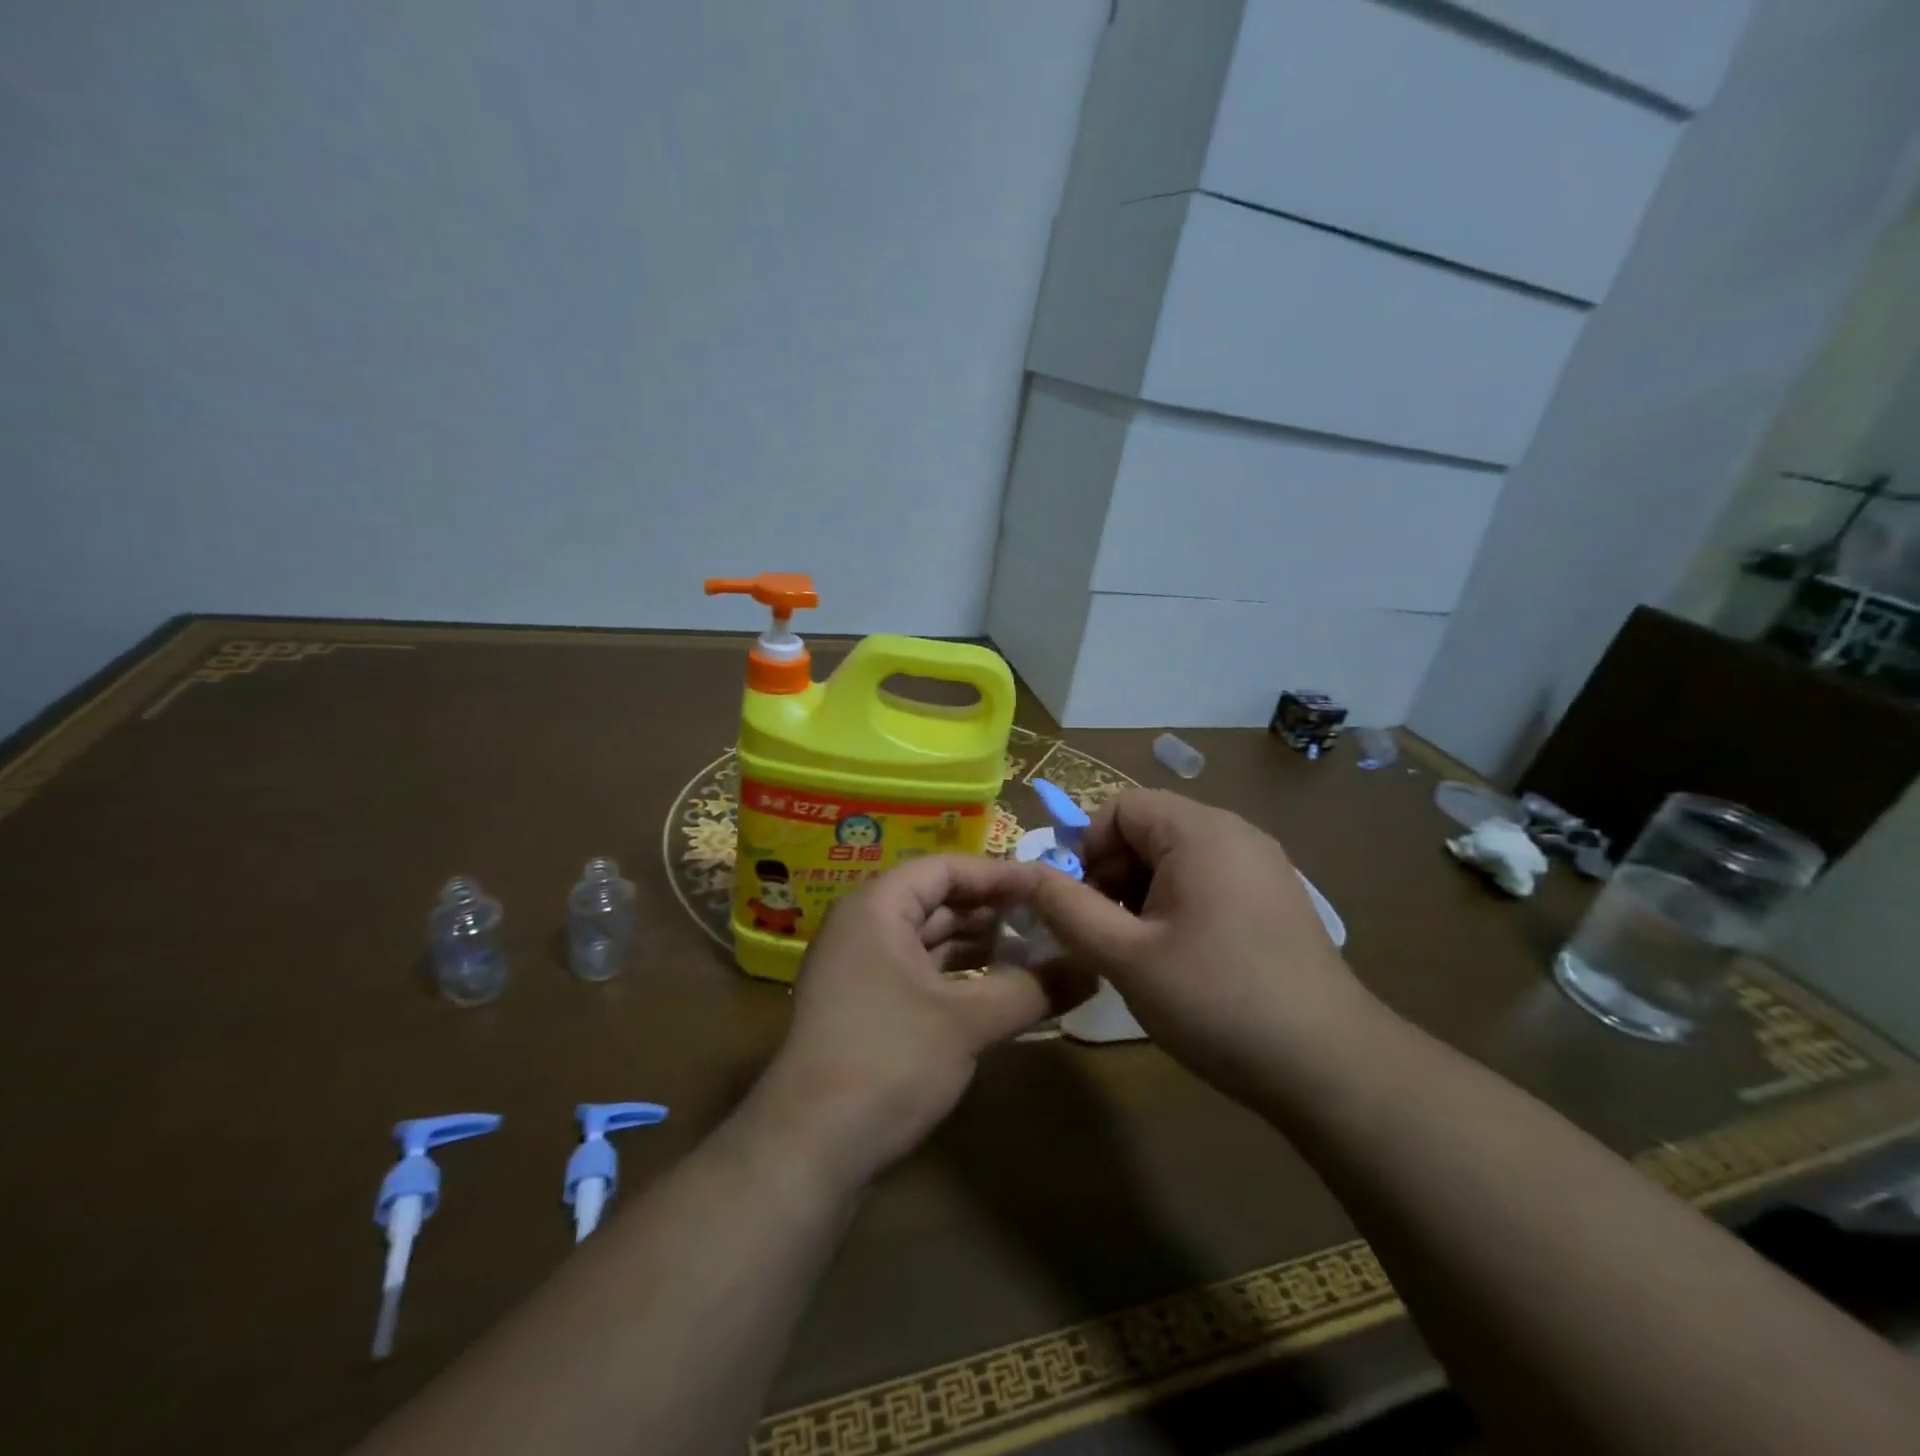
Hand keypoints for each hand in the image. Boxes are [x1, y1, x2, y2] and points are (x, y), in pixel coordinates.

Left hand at [752, 855, 1090, 1191]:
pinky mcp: (864, 1007)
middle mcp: (862, 927)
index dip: (998, 874)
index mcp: (876, 907)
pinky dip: (957, 975)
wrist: (810, 1149)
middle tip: (1047, 920)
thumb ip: (1033, 989)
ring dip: (977, 945)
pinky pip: (918, 972)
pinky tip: (996, 989)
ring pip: (927, 939)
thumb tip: (1093, 969)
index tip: (1048, 886)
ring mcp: (859, 969)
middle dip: (991, 910)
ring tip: (1032, 952)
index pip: (945, 868)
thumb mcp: (968, 1022)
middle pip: (936, 900)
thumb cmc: (889, 1060)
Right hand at [1025, 789, 1375, 1102]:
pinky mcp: (1276, 896)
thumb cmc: (1217, 1002)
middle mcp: (1235, 832)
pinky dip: (1178, 903)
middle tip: (1106, 935)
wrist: (1332, 1067)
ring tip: (1140, 952)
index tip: (1081, 907)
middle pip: (1149, 828)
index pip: (1120, 807)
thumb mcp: (1125, 957)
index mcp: (1199, 831)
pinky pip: (1209, 878)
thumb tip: (1023, 874)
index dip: (1087, 850)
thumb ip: (1066, 908)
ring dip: (1142, 893)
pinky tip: (1181, 957)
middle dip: (1113, 874)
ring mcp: (1262, 864)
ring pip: (1177, 856)